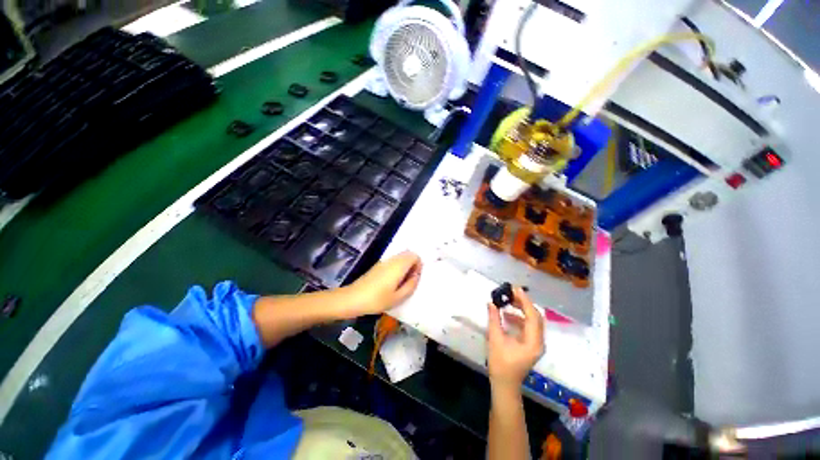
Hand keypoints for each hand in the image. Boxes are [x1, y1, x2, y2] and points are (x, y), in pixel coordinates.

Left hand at [347, 251, 421, 314]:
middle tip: (408, 281)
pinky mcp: (378, 265)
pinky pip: (393, 262)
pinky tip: (391, 283)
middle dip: (412, 265)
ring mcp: (384, 262)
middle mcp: (392, 260)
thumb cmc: (377, 300)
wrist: (353, 298)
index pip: (414, 256)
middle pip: (408, 254)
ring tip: (400, 284)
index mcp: (398, 266)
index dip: (418, 265)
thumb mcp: (397, 298)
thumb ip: (410, 285)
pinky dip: (397, 268)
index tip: (414, 278)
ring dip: (404, 267)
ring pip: (400, 258)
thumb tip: (416, 275)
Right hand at [487, 286, 544, 390]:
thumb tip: (491, 303)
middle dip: (524, 303)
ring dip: (522, 310)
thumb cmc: (500, 363)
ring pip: (533, 321)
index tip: (514, 289)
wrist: (505, 384)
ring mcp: (536, 344)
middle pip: (536, 317)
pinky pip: (529, 327)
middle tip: (510, 293)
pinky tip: (507, 315)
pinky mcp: (531, 345)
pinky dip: (520, 318)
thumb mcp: (495, 339)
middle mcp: (539, 342)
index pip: (532, 316)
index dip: (524, 301)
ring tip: (508, 302)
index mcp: (533, 342)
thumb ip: (494, 319)